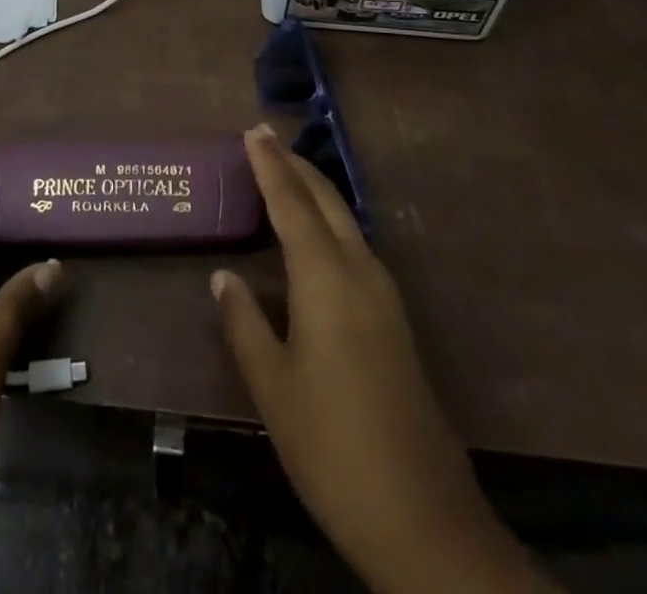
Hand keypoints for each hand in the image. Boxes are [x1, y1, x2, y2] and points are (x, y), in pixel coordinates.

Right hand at [212, 126, 551, 593]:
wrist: (422, 516)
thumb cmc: (332, 446)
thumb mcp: (273, 387)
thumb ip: (244, 323)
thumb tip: (224, 276)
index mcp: (326, 279)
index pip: (291, 204)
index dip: (269, 166)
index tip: (253, 131)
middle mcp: (360, 272)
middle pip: (326, 201)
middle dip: (295, 166)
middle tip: (266, 138)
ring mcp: (385, 295)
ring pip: (346, 220)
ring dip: (315, 190)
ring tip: (286, 174)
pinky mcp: (395, 318)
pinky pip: (356, 245)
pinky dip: (330, 221)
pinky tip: (319, 234)